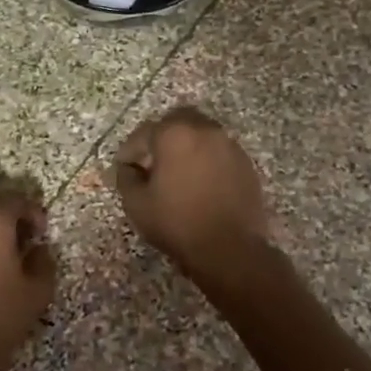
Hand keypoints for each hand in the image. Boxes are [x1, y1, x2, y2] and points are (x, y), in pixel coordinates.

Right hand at [113, 107, 272, 280]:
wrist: (229, 248)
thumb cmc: (177, 223)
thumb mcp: (137, 204)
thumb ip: (126, 177)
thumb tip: (128, 167)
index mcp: (174, 134)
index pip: (144, 133)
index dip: (130, 150)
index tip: (124, 167)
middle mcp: (204, 130)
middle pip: (177, 121)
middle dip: (160, 137)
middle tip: (152, 162)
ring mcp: (229, 145)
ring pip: (201, 134)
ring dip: (186, 146)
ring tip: (177, 172)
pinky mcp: (245, 163)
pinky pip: (219, 151)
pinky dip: (206, 159)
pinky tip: (200, 182)